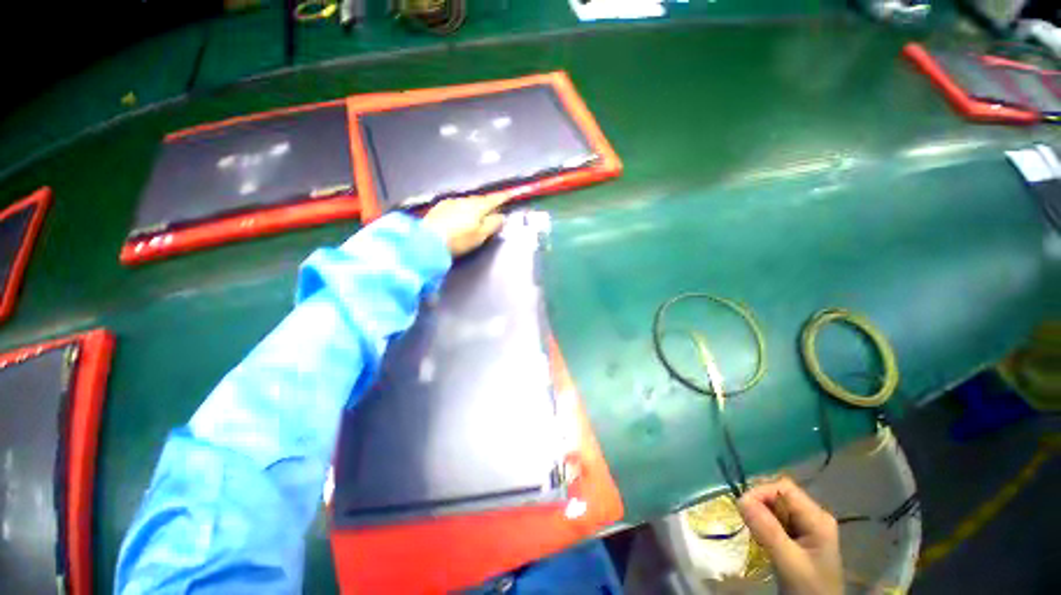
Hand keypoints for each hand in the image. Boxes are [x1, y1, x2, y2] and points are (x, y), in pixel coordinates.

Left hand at [422, 195, 506, 257]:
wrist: (427, 241)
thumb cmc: (458, 240)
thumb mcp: (480, 236)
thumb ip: (493, 224)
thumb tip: (501, 216)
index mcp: (477, 207)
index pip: (493, 200)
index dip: (503, 197)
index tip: (510, 194)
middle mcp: (464, 200)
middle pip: (480, 199)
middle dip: (488, 202)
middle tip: (494, 208)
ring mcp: (450, 202)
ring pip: (467, 202)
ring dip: (474, 206)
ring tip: (478, 215)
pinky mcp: (440, 207)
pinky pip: (456, 205)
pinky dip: (463, 209)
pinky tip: (461, 216)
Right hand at [738, 478, 842, 594]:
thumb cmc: (809, 588)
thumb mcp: (789, 562)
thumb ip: (767, 531)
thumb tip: (740, 499)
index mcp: (817, 518)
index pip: (784, 488)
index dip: (760, 491)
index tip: (741, 507)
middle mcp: (813, 516)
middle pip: (779, 495)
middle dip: (759, 503)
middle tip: (745, 519)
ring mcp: (807, 526)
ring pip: (775, 506)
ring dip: (759, 514)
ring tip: (753, 531)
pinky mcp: (798, 536)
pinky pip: (775, 519)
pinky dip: (763, 524)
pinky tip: (760, 538)